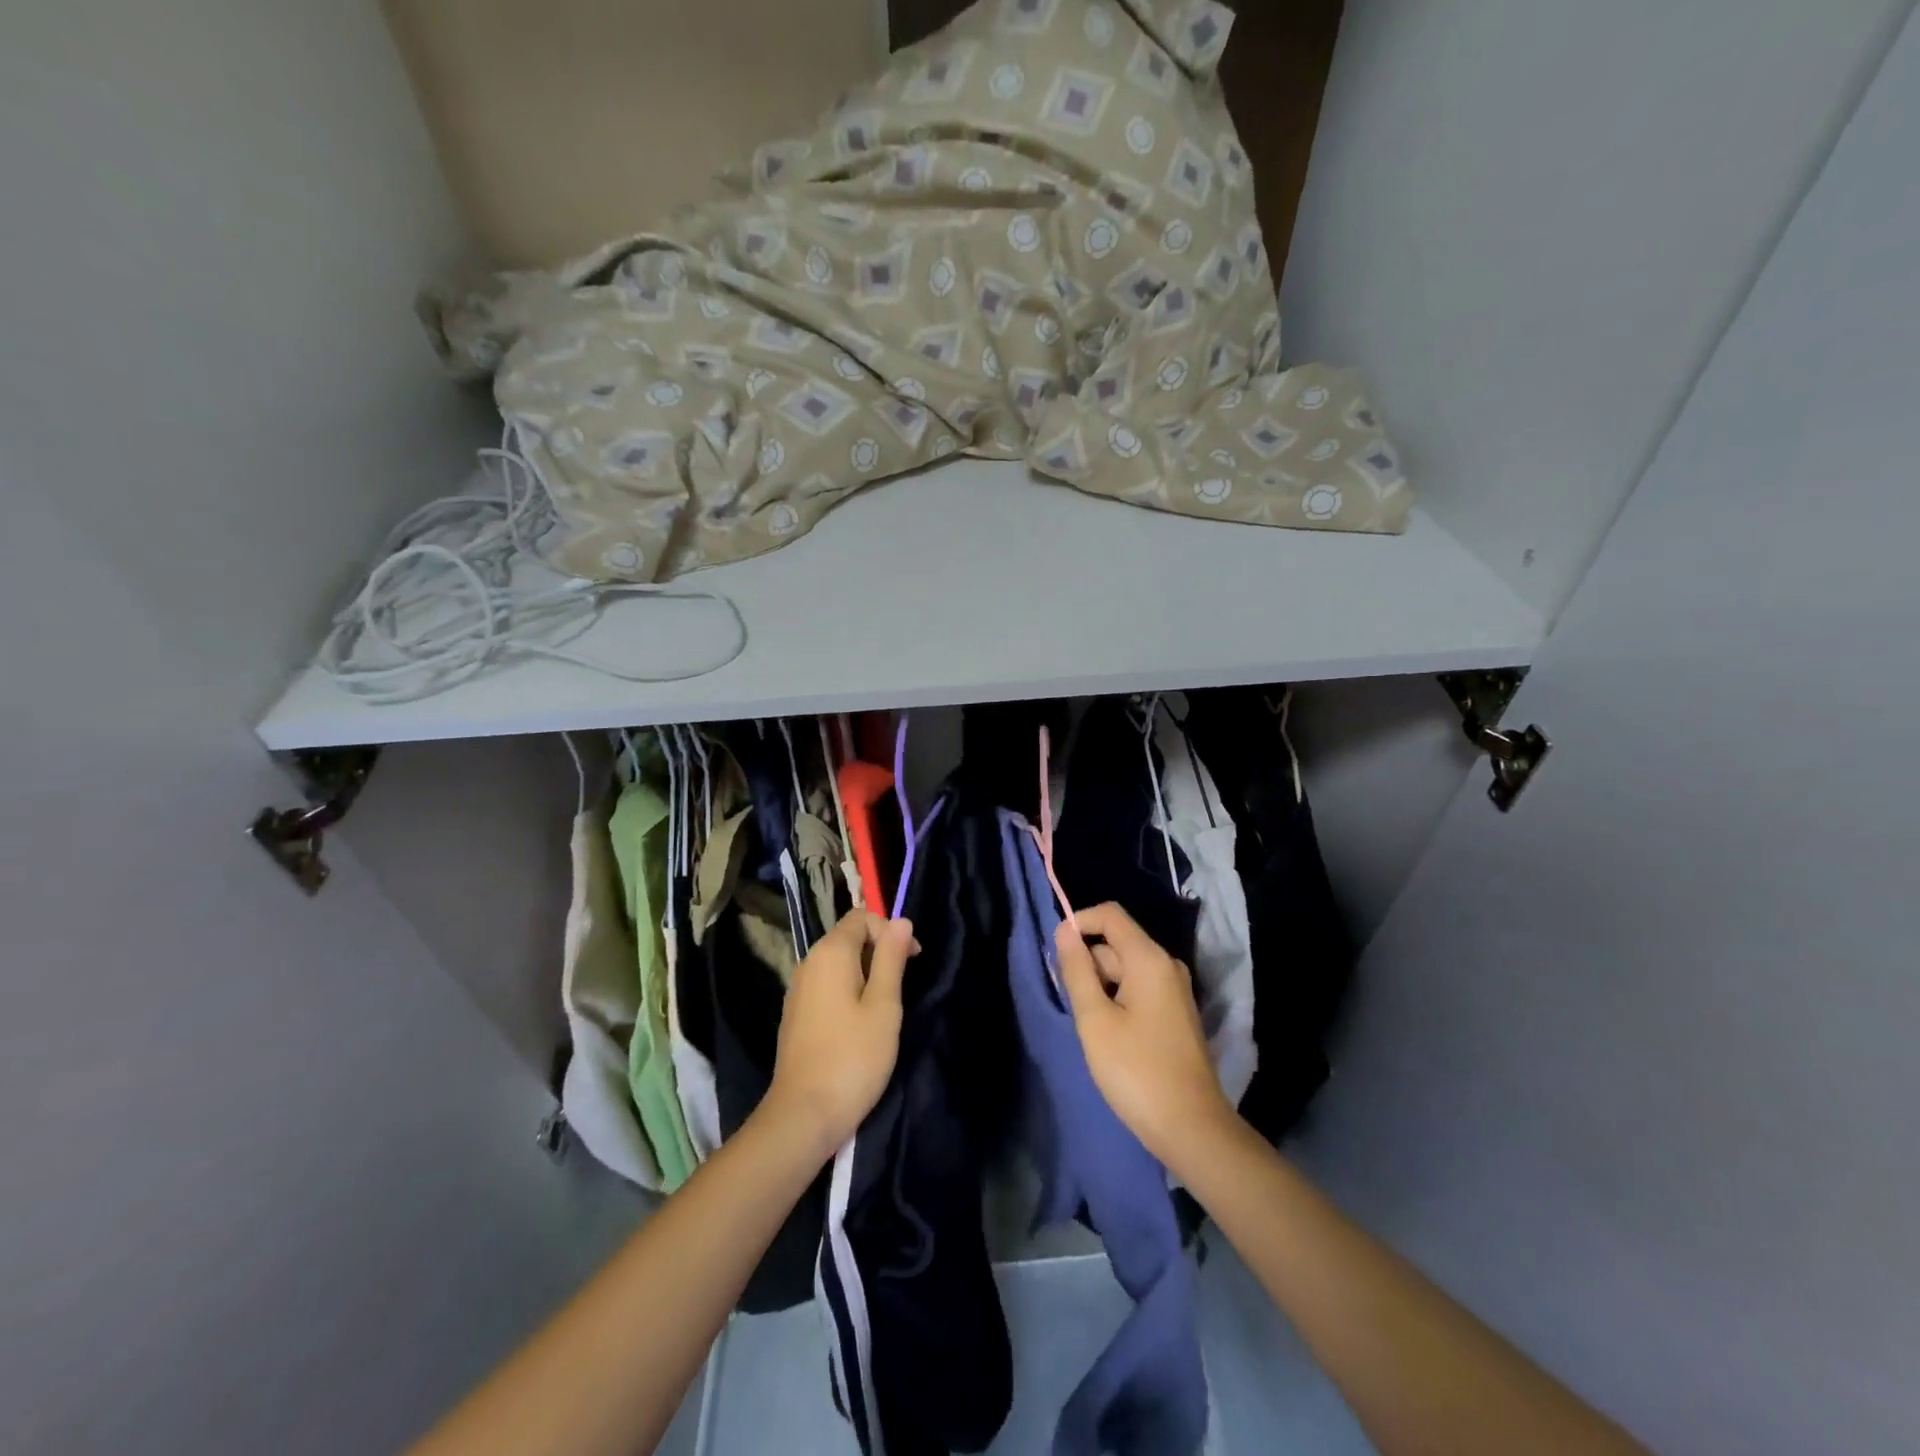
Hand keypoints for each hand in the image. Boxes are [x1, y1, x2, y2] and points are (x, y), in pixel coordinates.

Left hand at [765, 911, 916, 1157]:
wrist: (803, 1115)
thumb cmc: (853, 1057)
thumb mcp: (884, 1006)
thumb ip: (891, 958)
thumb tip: (900, 920)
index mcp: (830, 953)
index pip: (862, 917)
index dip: (890, 931)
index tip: (912, 961)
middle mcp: (808, 962)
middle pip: (849, 937)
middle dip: (879, 951)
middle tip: (902, 986)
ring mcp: (798, 989)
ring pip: (838, 963)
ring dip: (866, 973)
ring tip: (885, 1008)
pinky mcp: (796, 1013)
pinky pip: (827, 985)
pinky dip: (848, 990)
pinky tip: (859, 1023)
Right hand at [1055, 902, 1235, 1170]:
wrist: (1192, 1128)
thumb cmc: (1136, 1071)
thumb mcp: (1095, 1020)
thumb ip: (1077, 970)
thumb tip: (1064, 930)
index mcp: (1149, 959)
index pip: (1110, 915)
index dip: (1079, 923)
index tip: (1055, 954)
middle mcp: (1166, 965)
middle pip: (1116, 942)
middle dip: (1086, 961)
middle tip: (1069, 1002)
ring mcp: (1174, 990)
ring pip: (1125, 968)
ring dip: (1099, 984)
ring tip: (1087, 1023)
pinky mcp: (1175, 1014)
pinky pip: (1139, 988)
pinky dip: (1117, 998)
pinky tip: (1107, 1033)